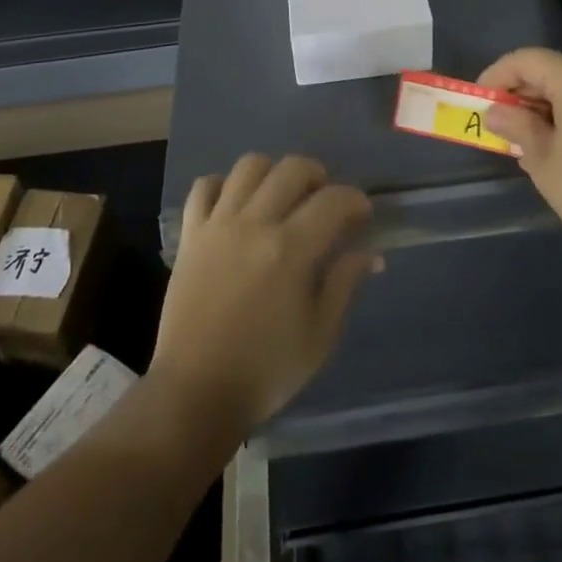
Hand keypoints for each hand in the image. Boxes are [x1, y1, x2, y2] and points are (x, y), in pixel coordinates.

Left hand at [151, 154, 378, 435]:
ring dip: (273, 173)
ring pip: (249, 166)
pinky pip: (204, 186)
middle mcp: (255, 224)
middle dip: (319, 176)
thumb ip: (345, 284)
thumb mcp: (320, 336)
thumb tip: (370, 253)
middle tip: (324, 202)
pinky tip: (236, 205)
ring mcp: (218, 225)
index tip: (362, 216)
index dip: (355, 201)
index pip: (334, 200)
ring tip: (281, 197)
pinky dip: (223, 185)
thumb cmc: (265, 371)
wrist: (195, 394)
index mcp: (291, 249)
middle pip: (292, 169)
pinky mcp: (190, 235)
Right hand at [480, 47, 561, 264]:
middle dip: (519, 96)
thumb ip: (517, 128)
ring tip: (526, 145)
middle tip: (499, 129)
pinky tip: (560, 150)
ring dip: (543, 109)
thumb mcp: (545, 161)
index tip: (478, 103)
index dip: (496, 76)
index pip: (525, 59)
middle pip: (549, 72)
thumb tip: (497, 110)